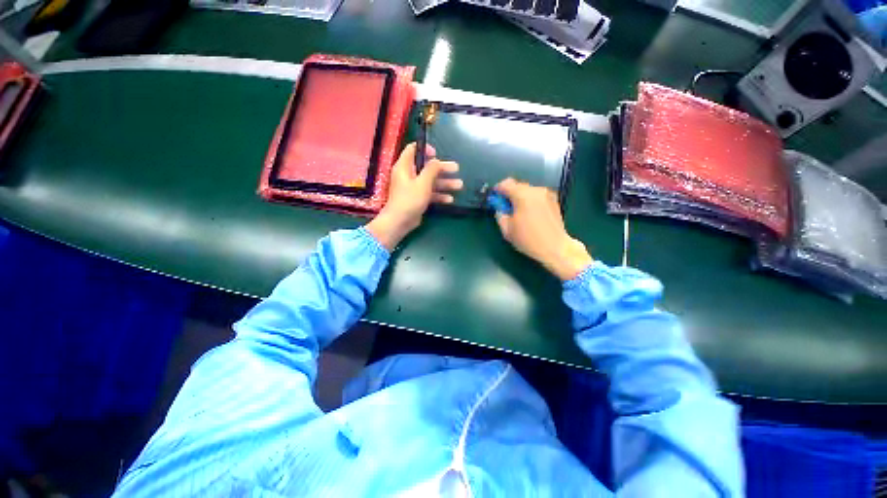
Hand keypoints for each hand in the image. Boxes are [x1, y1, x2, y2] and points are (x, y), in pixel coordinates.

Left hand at [366, 143, 461, 249]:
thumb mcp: (423, 182)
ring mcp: (413, 188)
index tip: (437, 154)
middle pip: (427, 167)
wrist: (400, 221)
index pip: (413, 150)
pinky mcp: (417, 199)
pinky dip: (439, 195)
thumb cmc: (410, 199)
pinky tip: (450, 199)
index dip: (425, 149)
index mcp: (405, 167)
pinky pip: (429, 193)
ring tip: (460, 185)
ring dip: (444, 183)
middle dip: (443, 169)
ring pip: (430, 182)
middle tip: (456, 169)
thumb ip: (431, 169)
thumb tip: (436, 160)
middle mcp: (408, 175)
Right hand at [494, 178, 592, 280]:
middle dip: (509, 194)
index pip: (506, 184)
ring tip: (518, 212)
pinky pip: (537, 196)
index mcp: (523, 195)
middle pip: (518, 186)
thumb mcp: (507, 230)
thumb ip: (500, 215)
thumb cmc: (528, 239)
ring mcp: (547, 194)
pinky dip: (530, 201)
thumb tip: (500, 209)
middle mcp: (536, 191)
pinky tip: (530, 214)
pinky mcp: (554, 200)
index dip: (498, 190)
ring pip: (528, 190)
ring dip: (520, 198)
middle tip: (505, 207)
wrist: (555, 247)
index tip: (495, 198)